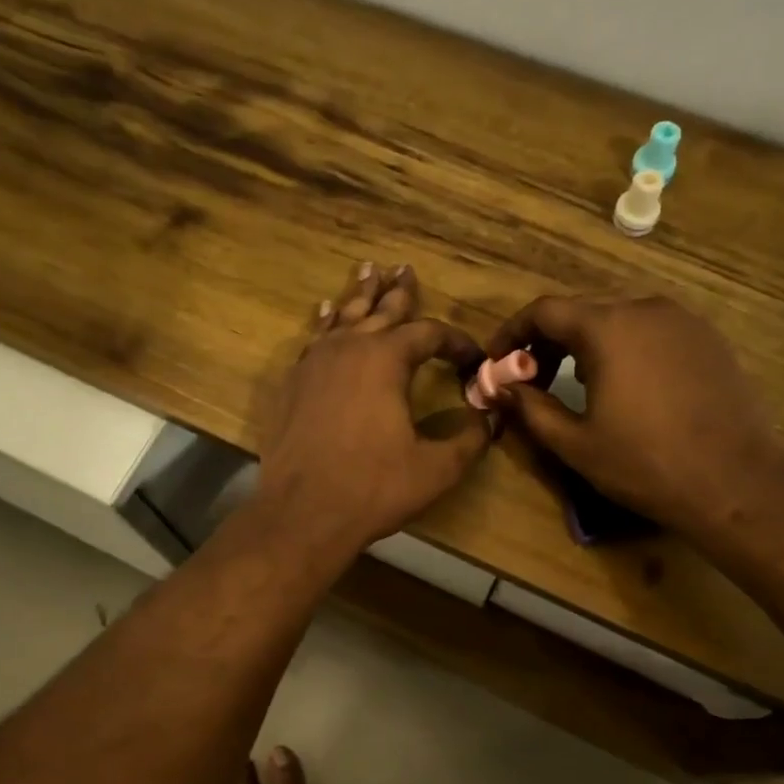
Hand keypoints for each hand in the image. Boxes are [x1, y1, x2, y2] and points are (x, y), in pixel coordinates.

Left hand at [256, 262, 491, 555]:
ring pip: (343, 318)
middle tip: (405, 269)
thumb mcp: (436, 469)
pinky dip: (327, 323)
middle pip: (379, 310)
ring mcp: (313, 363)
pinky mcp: (292, 384)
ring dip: (359, 296)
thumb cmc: (372, 488)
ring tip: (368, 272)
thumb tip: (491, 418)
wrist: (301, 513)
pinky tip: (327, 316)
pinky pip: (315, 340)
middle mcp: (347, 349)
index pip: (428, 334)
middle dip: (398, 292)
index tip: (473, 357)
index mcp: (385, 360)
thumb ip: (469, 440)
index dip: (455, 342)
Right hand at [483, 294, 783, 548]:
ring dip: (586, 345)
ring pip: (618, 319)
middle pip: (581, 312)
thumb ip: (528, 407)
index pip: (544, 311)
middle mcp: (645, 309)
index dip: (512, 333)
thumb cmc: (644, 463)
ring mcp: (683, 321)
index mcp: (607, 328)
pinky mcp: (708, 339)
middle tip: (532, 380)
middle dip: (548, 341)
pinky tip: (626, 387)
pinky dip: (625, 348)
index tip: (498, 362)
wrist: (735, 483)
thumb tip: (496, 387)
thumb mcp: (574, 442)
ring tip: (576, 385)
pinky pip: (652, 331)